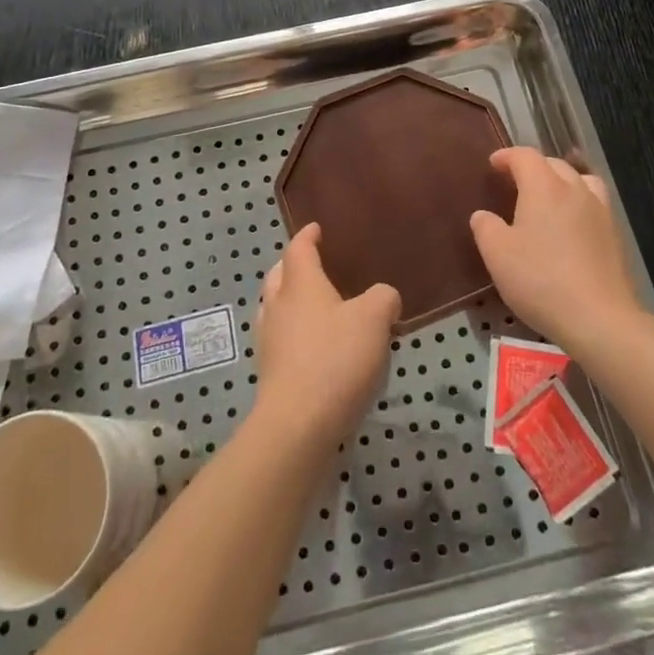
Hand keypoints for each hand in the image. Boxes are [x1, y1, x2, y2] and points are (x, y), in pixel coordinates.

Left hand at [252, 223, 399, 451]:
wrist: (298, 425)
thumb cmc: (335, 359)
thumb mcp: (374, 319)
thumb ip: (383, 298)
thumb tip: (383, 297)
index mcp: (300, 284)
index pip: (299, 249)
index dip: (307, 236)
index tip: (316, 229)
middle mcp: (278, 306)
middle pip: (279, 275)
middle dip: (293, 266)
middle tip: (314, 265)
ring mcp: (270, 341)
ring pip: (275, 308)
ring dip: (290, 301)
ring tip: (316, 307)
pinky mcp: (271, 373)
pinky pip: (281, 339)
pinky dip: (294, 333)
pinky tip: (316, 347)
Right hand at [470, 147, 645, 349]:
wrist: (599, 318)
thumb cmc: (540, 279)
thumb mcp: (497, 254)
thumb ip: (486, 228)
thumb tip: (483, 215)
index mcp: (544, 187)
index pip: (525, 156)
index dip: (507, 156)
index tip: (493, 164)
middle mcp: (575, 190)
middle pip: (554, 164)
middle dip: (533, 167)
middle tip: (515, 182)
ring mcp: (600, 211)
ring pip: (581, 181)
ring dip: (562, 181)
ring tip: (549, 198)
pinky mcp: (615, 236)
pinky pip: (594, 205)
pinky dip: (579, 204)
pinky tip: (570, 228)